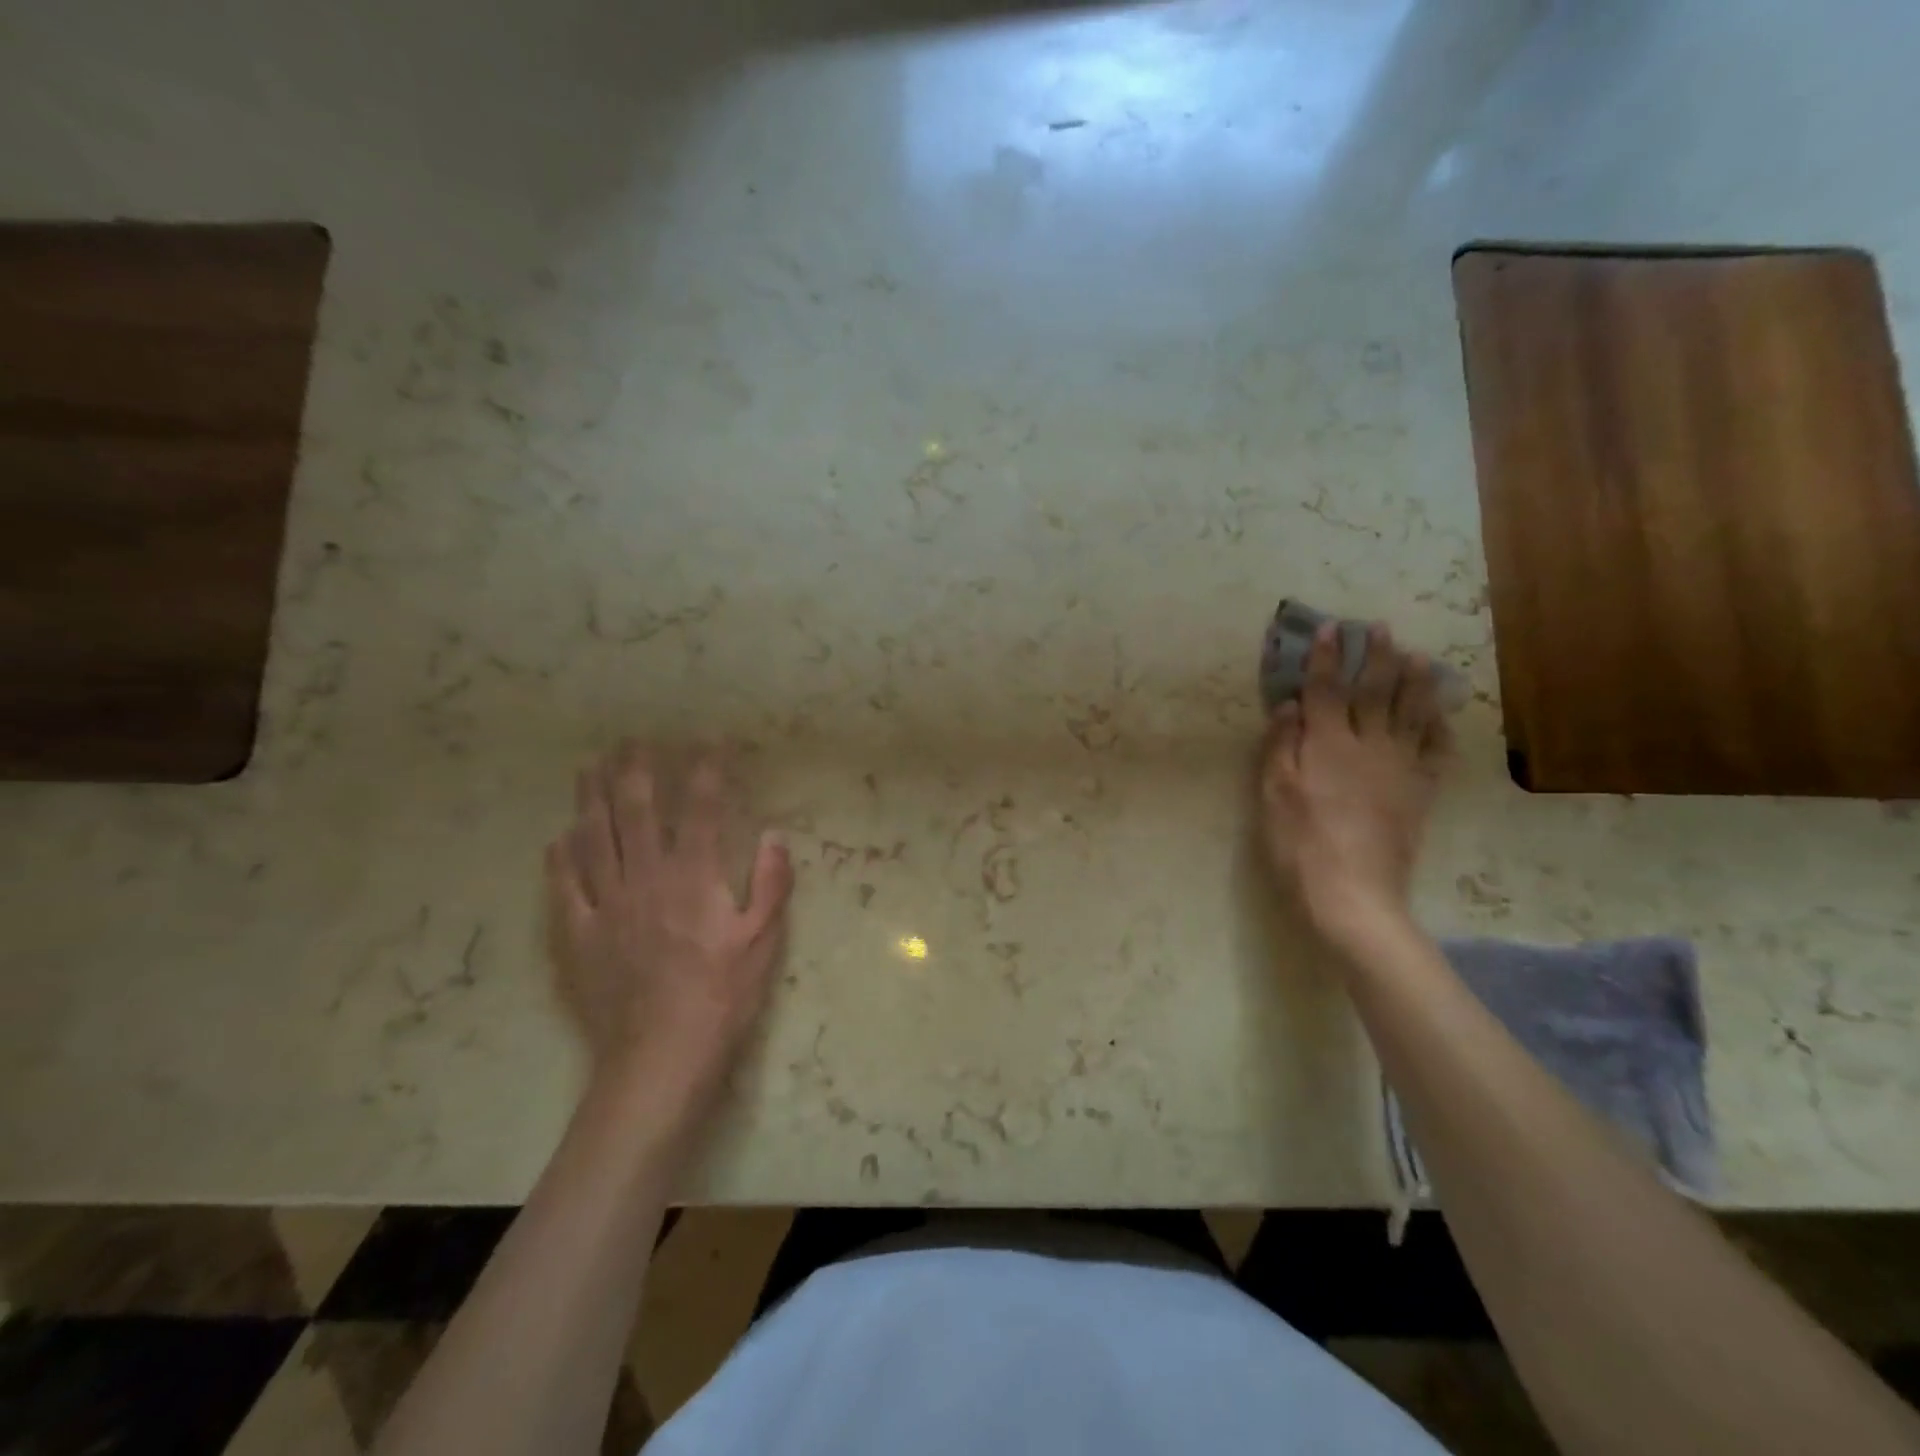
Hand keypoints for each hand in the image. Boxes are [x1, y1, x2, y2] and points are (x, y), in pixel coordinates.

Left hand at [544, 744, 793, 1116]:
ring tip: (590, 765)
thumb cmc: (723, 996)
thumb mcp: (764, 940)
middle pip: (635, 810)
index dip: (705, 768)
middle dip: (635, 769)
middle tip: (633, 739)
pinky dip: (560, 857)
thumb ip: (772, 884)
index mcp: (694, 876)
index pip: (700, 807)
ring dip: (591, 797)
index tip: (708, 739)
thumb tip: (775, 834)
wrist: (661, 1055)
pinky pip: (564, 886)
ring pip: (594, 837)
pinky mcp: (579, 934)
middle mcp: (646, 877)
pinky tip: (560, 836)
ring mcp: (607, 904)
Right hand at [1259, 621, 1450, 946]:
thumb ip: (1280, 746)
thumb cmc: (1299, 844)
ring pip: (1411, 713)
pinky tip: (1438, 713)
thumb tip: (1290, 705)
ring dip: (1414, 680)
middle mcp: (1367, 746)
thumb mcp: (1273, 795)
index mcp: (1326, 745)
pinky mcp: (1420, 791)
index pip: (1324, 690)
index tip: (1330, 628)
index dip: (1325, 658)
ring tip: (1418, 656)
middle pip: (1374, 691)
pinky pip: (1435, 750)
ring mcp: (1400, 768)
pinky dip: (1438, 726)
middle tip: (1380, 628)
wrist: (1353, 893)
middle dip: (1376, 656)